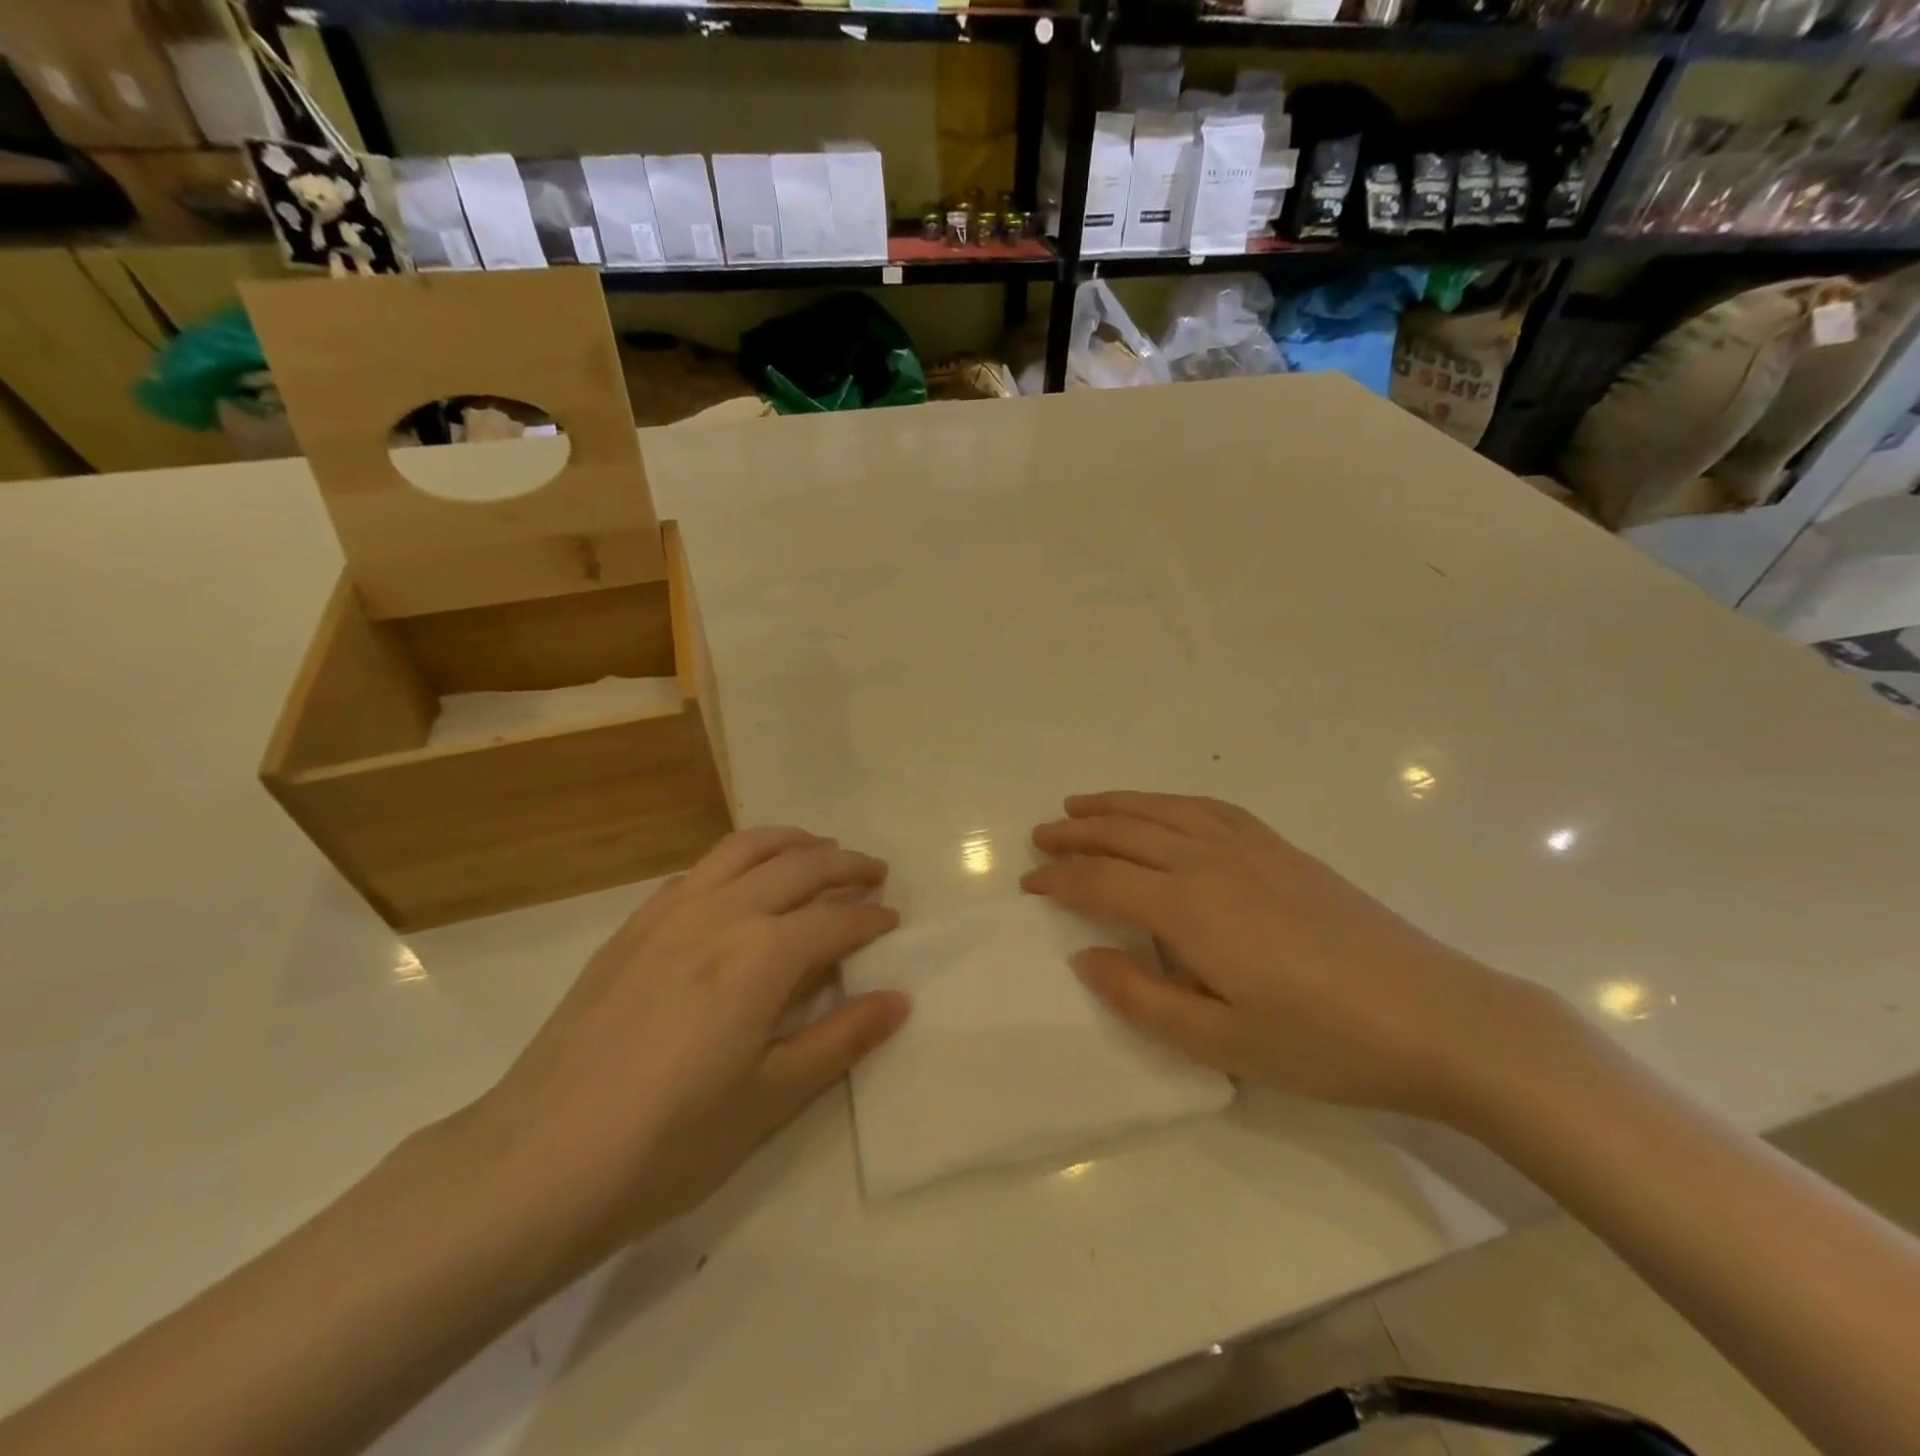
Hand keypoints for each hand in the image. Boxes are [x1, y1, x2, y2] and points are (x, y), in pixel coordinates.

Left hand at [460, 827, 910, 1274]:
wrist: (536, 1163)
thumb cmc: (668, 1143)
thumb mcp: (770, 1099)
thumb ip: (840, 1039)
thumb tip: (899, 998)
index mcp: (762, 955)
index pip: (835, 920)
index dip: (870, 918)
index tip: (893, 921)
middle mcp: (721, 913)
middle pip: (798, 866)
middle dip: (845, 864)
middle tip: (874, 873)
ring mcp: (670, 912)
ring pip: (744, 849)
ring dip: (792, 843)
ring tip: (819, 850)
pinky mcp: (632, 926)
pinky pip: (700, 869)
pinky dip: (739, 860)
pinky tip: (744, 884)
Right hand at [1023, 791, 1566, 1125]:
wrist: (1438, 1019)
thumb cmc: (1324, 1043)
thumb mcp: (1222, 1042)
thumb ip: (1142, 998)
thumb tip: (1084, 955)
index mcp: (1189, 907)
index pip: (1102, 881)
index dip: (1059, 879)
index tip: (1027, 883)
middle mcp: (1211, 861)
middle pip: (1127, 832)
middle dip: (1077, 833)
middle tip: (1041, 835)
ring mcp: (1252, 849)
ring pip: (1166, 810)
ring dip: (1118, 804)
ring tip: (1083, 805)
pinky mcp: (1284, 850)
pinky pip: (1212, 808)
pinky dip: (1172, 801)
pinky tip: (1165, 807)